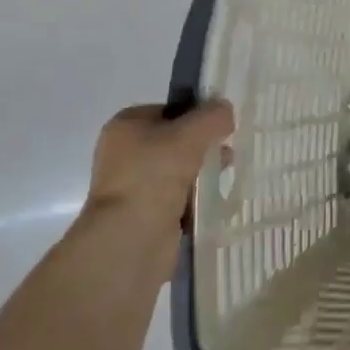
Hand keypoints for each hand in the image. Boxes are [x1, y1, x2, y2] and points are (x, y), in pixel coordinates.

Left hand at [88, 100, 234, 225]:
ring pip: (178, 170)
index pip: (170, 110)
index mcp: (125, 126)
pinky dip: (194, 198)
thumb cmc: (155, 174)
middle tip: (226, 154)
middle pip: (176, 140)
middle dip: (203, 146)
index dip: (197, 115)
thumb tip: (225, 112)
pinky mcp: (142, 215)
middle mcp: (123, 153)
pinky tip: (210, 200)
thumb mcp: (192, 133)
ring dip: (202, 173)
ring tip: (222, 178)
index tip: (221, 127)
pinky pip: (177, 197)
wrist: (130, 238)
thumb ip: (214, 116)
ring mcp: (132, 186)